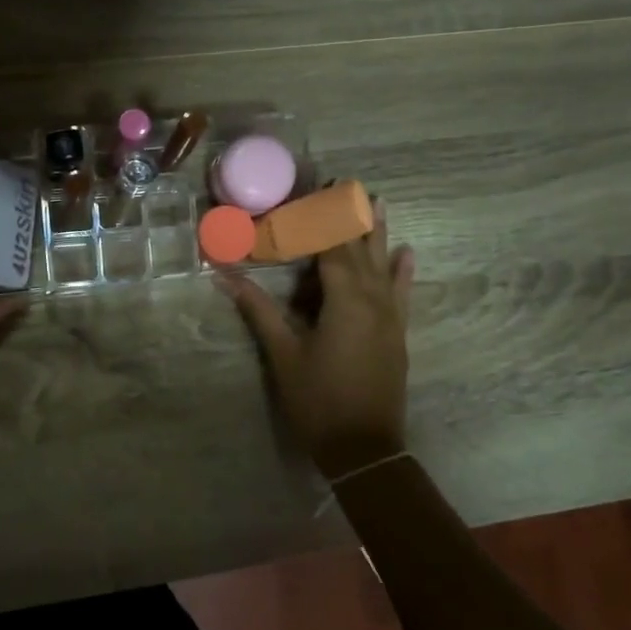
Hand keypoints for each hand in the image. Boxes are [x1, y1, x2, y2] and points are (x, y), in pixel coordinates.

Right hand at [219, 197, 413, 481]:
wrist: (365, 447)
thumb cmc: (318, 400)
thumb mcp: (283, 353)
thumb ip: (258, 309)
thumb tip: (223, 275)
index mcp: (344, 299)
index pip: (331, 245)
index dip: (319, 216)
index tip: (311, 189)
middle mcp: (373, 298)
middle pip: (359, 247)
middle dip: (349, 214)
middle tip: (344, 182)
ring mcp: (390, 315)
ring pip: (384, 263)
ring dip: (378, 231)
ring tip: (378, 199)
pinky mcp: (397, 332)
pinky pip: (402, 292)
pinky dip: (403, 271)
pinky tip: (407, 252)